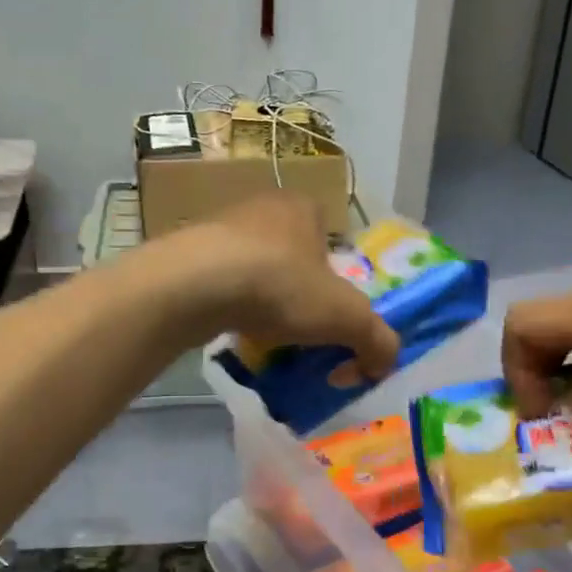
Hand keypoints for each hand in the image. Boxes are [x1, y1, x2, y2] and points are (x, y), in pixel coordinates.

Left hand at [182, 193, 400, 377]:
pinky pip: (219, 281)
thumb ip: (377, 340)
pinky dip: (229, 305)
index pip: (331, 239)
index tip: (331, 312)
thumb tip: (384, 364)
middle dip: (298, 293)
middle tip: (301, 330)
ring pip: (254, 269)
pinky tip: (229, 330)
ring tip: (264, 336)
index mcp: (304, 208)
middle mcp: (262, 207)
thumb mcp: (346, 317)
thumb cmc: (280, 286)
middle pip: (293, 256)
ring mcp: (219, 226)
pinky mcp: (186, 252)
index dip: (337, 278)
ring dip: (261, 300)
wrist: (195, 285)